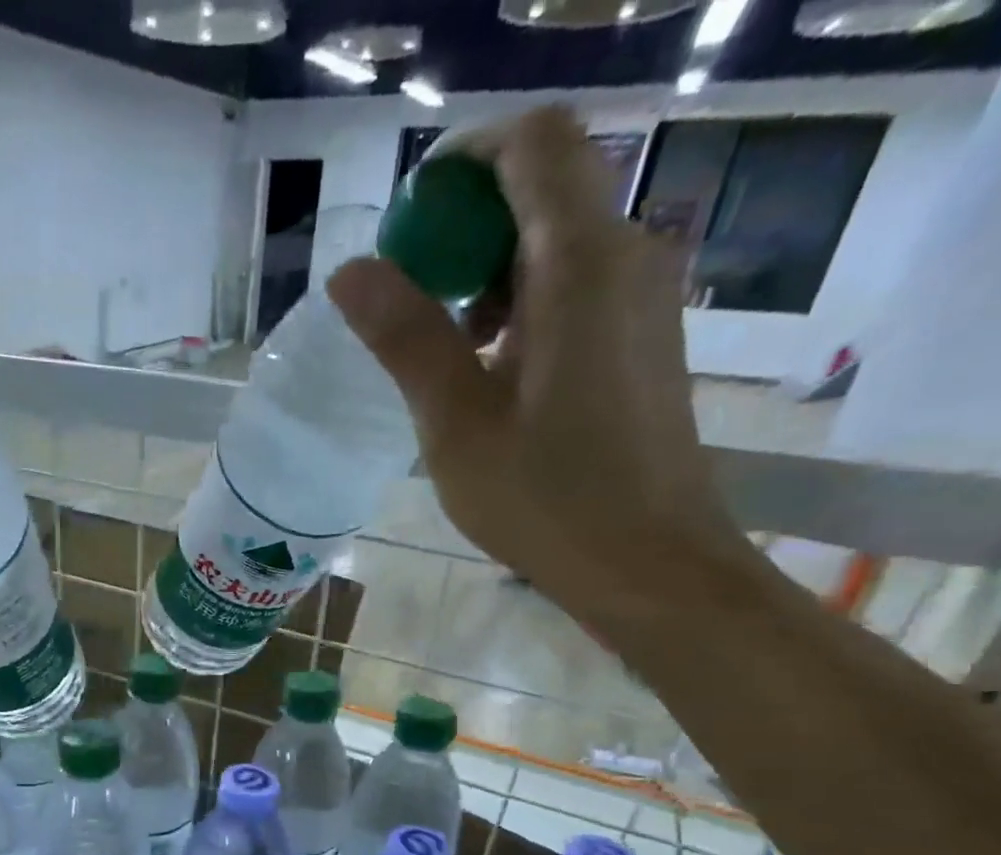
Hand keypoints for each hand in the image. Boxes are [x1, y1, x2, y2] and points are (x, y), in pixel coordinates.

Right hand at [327, 107, 757, 629]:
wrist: (649, 564)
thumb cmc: (546, 500)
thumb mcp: (455, 424)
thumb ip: (406, 337)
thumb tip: (351, 270)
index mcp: (580, 263)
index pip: (531, 144)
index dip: (462, 162)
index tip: (407, 225)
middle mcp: (626, 256)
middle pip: (543, 186)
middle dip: (464, 226)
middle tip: (407, 301)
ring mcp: (642, 297)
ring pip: (557, 240)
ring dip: (487, 273)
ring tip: (439, 351)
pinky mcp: (642, 337)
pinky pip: (576, 286)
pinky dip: (521, 303)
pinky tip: (487, 373)